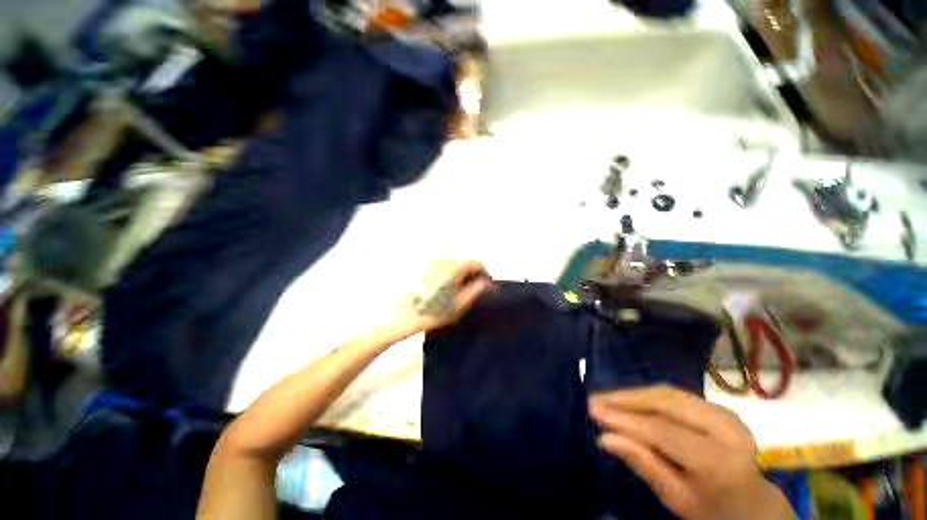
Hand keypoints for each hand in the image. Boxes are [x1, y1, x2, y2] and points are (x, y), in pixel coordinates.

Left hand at [392, 260, 492, 335]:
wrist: (406, 315)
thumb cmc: (435, 311)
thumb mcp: (460, 304)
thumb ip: (476, 291)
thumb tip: (487, 283)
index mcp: (455, 267)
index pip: (477, 263)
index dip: (483, 275)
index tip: (483, 287)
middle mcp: (444, 261)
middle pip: (465, 264)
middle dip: (471, 276)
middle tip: (469, 293)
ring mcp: (434, 264)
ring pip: (455, 266)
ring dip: (460, 276)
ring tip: (456, 294)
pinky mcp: (426, 270)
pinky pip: (444, 269)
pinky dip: (449, 276)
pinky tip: (444, 291)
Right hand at [589, 386, 794, 519]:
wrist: (754, 504)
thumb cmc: (713, 510)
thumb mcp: (677, 498)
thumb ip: (643, 464)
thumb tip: (604, 438)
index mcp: (720, 461)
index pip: (663, 431)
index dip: (625, 418)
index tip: (593, 410)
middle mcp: (727, 429)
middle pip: (666, 402)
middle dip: (626, 398)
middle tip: (596, 400)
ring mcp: (725, 413)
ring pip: (668, 393)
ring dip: (634, 394)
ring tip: (607, 399)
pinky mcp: (718, 407)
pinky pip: (675, 395)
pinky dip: (648, 396)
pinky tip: (630, 401)